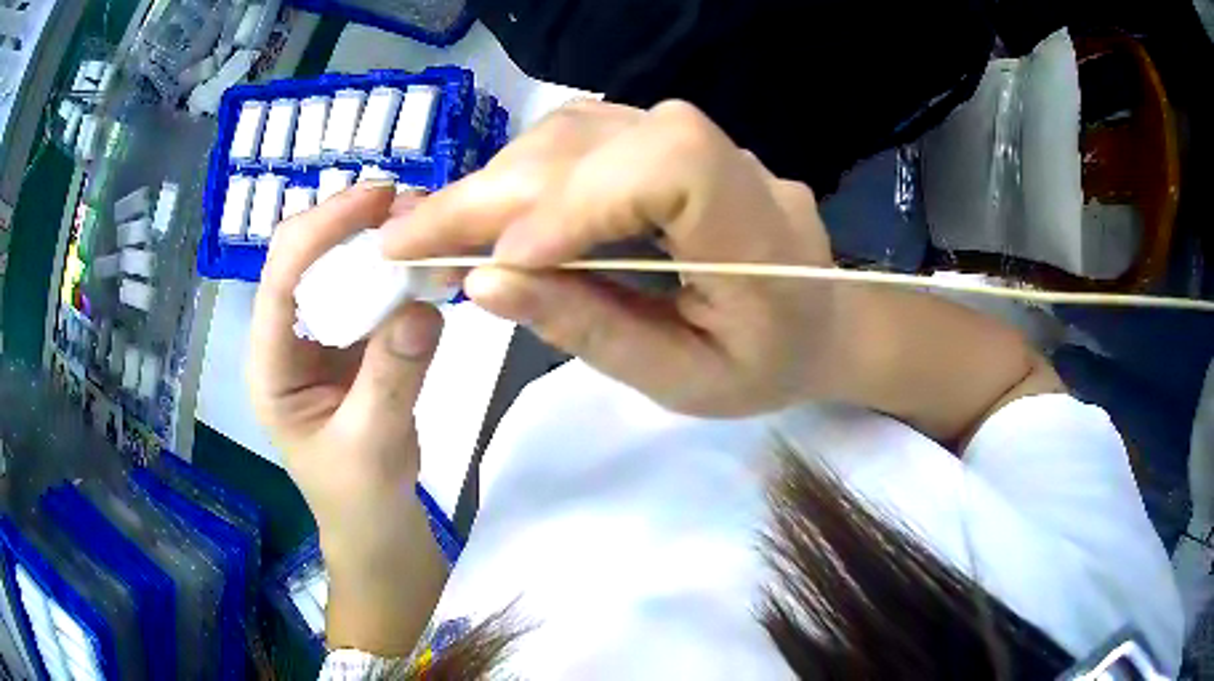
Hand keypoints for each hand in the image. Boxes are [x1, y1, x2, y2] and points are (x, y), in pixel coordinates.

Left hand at [248, 184, 443, 554]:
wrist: (377, 527)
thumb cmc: (361, 500)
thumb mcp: (374, 447)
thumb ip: (393, 377)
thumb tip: (424, 306)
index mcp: (271, 366)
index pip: (281, 278)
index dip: (322, 230)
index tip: (378, 198)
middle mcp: (287, 339)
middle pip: (302, 257)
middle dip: (348, 222)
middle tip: (410, 203)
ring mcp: (320, 338)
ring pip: (336, 267)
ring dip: (374, 238)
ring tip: (423, 222)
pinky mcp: (351, 343)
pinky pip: (368, 291)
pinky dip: (395, 269)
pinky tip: (425, 261)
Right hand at [382, 100, 841, 416]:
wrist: (816, 323)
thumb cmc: (762, 366)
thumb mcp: (682, 379)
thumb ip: (592, 329)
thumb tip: (487, 283)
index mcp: (758, 232)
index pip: (670, 165)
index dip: (579, 198)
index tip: (506, 259)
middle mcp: (730, 163)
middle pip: (596, 143)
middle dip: (491, 195)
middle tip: (409, 241)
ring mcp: (698, 141)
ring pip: (577, 131)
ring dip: (498, 179)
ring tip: (442, 231)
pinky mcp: (667, 140)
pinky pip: (583, 136)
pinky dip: (524, 171)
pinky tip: (491, 208)